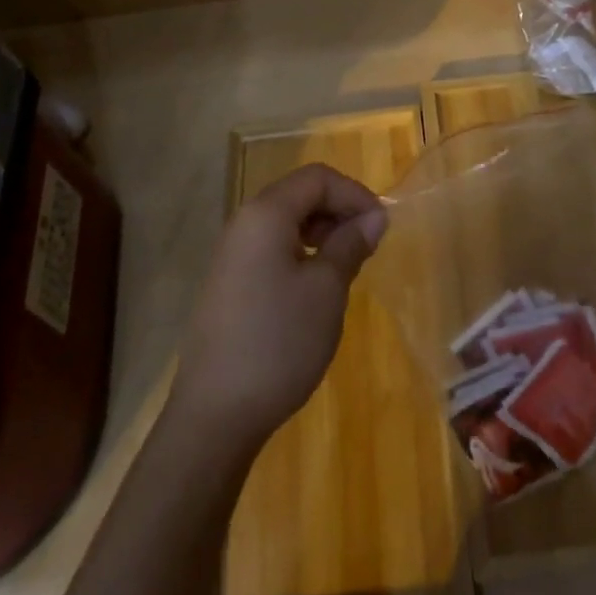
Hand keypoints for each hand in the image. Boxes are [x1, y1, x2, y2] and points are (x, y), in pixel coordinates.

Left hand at [172, 164, 386, 447]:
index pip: (317, 178)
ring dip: (321, 233)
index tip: (381, 226)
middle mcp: (243, 223)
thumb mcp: (326, 290)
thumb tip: (374, 217)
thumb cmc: (278, 342)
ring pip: (285, 222)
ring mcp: (231, 254)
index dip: (354, 193)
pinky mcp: (228, 283)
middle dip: (338, 211)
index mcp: (266, 214)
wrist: (214, 416)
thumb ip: (350, 245)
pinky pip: (271, 248)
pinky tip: (315, 288)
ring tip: (345, 267)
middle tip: (367, 246)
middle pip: (299, 195)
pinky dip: (300, 253)